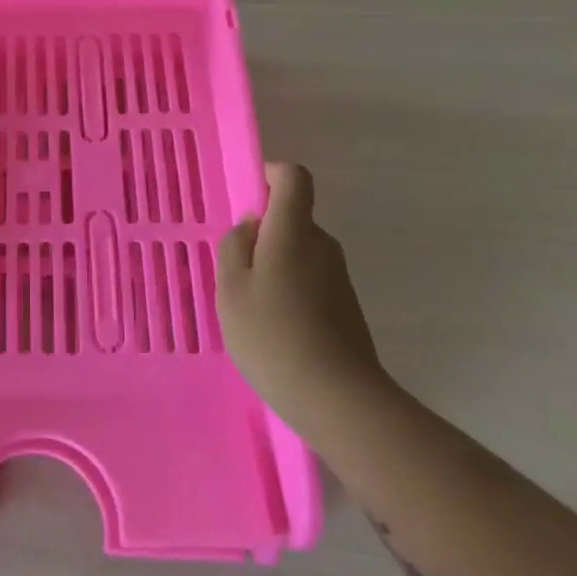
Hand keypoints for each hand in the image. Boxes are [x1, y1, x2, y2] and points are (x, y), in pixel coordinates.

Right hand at [217, 162, 384, 428]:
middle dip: (262, 234)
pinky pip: (309, 282)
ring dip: (273, 268)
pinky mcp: (345, 308)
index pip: (293, 177)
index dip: (270, 175)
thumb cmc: (272, 334)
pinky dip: (289, 292)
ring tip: (251, 310)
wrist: (338, 400)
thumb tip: (250, 227)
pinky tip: (274, 331)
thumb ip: (234, 247)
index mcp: (294, 231)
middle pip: (292, 219)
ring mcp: (338, 279)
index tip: (247, 198)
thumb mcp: (231, 287)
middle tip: (235, 272)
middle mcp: (323, 246)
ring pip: (299, 253)